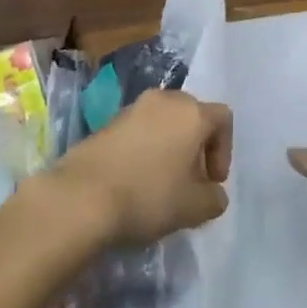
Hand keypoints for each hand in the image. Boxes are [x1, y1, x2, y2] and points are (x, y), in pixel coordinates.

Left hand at [49, 89, 232, 245]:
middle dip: (196, 146)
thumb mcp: (195, 208)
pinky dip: (145, 148)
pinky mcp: (107, 121)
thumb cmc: (149, 195)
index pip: (223, 118)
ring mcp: (132, 107)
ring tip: (162, 183)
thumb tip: (212, 192)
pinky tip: (136, 180)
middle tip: (190, 180)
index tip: (213, 181)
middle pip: (192, 115)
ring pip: (163, 121)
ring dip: (170, 147)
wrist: (82, 196)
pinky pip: (139, 130)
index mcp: (191, 112)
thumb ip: (214, 197)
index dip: (224, 150)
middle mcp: (163, 100)